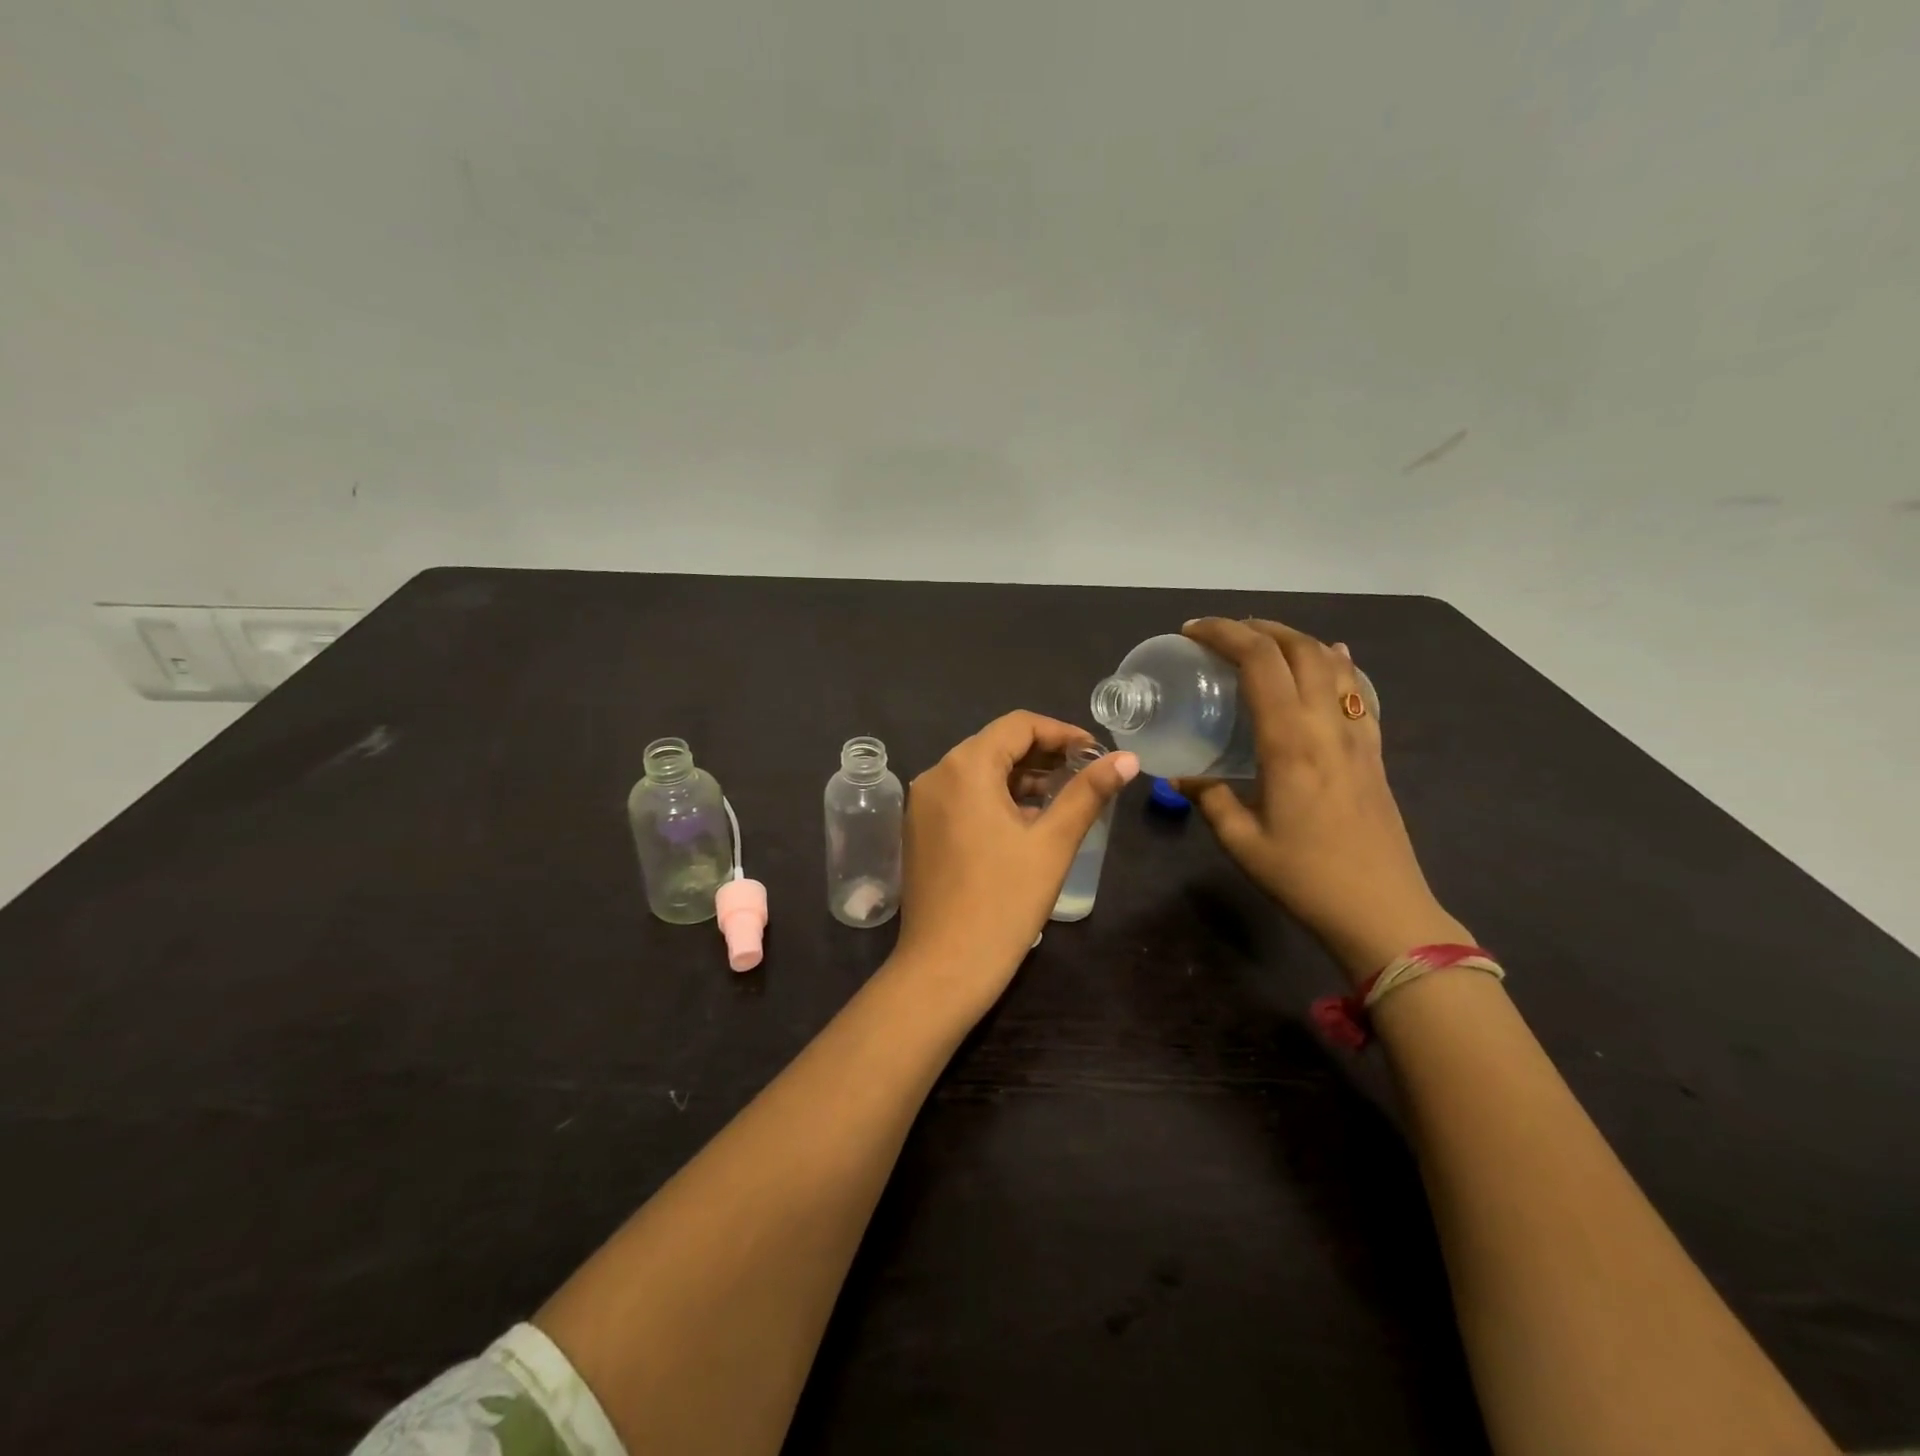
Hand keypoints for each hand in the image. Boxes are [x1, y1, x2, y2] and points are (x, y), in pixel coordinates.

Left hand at [896, 712, 1137, 1004]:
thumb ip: (1088, 793)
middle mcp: (936, 775)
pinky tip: (1026, 822)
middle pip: (996, 745)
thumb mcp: (1053, 843)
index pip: (1018, 725)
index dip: (1062, 732)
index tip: (1096, 754)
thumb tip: (1126, 758)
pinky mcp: (920, 830)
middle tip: (1085, 775)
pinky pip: (962, 797)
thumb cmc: (1003, 902)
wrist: (943, 968)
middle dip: (1043, 755)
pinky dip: (996, 799)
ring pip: (979, 772)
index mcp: (965, 767)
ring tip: (1064, 798)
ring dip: (1022, 778)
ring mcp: (922, 804)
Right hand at [1177, 619, 1469, 980]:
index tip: (1192, 632)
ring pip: (1332, 663)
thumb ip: (1210, 798)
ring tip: (1263, 641)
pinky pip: (1358, 690)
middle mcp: (1327, 725)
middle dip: (1258, 627)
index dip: (1224, 634)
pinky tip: (1331, 658)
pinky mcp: (1374, 751)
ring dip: (1295, 639)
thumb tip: (1184, 777)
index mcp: (1290, 741)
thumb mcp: (1241, 842)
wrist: (1383, 912)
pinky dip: (1338, 664)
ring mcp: (1358, 735)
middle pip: (1299, 648)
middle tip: (1221, 633)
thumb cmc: (1305, 878)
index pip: (1259, 661)